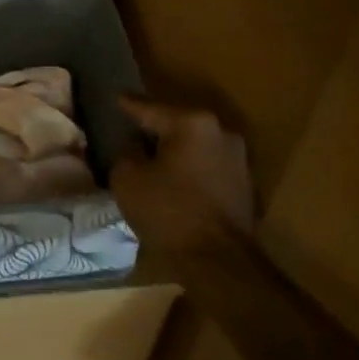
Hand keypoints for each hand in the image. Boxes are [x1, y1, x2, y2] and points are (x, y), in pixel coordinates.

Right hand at [110, 95, 255, 255]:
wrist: (219, 261)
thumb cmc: (168, 212)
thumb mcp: (127, 178)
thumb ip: (126, 152)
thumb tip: (134, 146)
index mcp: (191, 123)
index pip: (149, 108)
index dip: (127, 105)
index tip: (114, 98)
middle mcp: (220, 132)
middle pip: (176, 124)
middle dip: (154, 128)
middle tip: (130, 130)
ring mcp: (238, 158)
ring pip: (194, 146)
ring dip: (174, 151)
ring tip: (151, 157)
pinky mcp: (244, 184)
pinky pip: (206, 166)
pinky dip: (189, 169)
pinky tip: (173, 179)